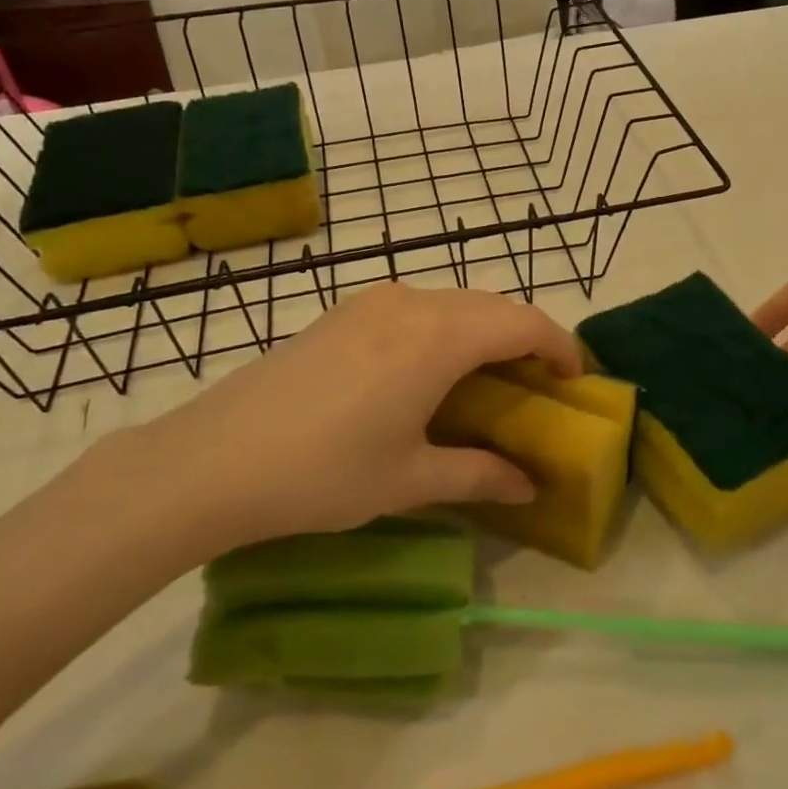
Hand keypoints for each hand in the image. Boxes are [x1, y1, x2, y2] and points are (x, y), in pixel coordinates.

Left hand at [94, 285, 580, 559]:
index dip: (560, 346)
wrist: (211, 460)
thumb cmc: (323, 473)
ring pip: (454, 301)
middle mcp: (413, 302)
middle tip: (538, 384)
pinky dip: (446, 328)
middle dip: (526, 337)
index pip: (524, 323)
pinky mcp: (344, 312)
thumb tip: (528, 487)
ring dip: (484, 330)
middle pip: (493, 305)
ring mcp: (373, 301)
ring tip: (487, 379)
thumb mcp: (409, 480)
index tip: (576, 379)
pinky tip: (429, 371)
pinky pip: (417, 306)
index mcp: (440, 337)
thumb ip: (479, 475)